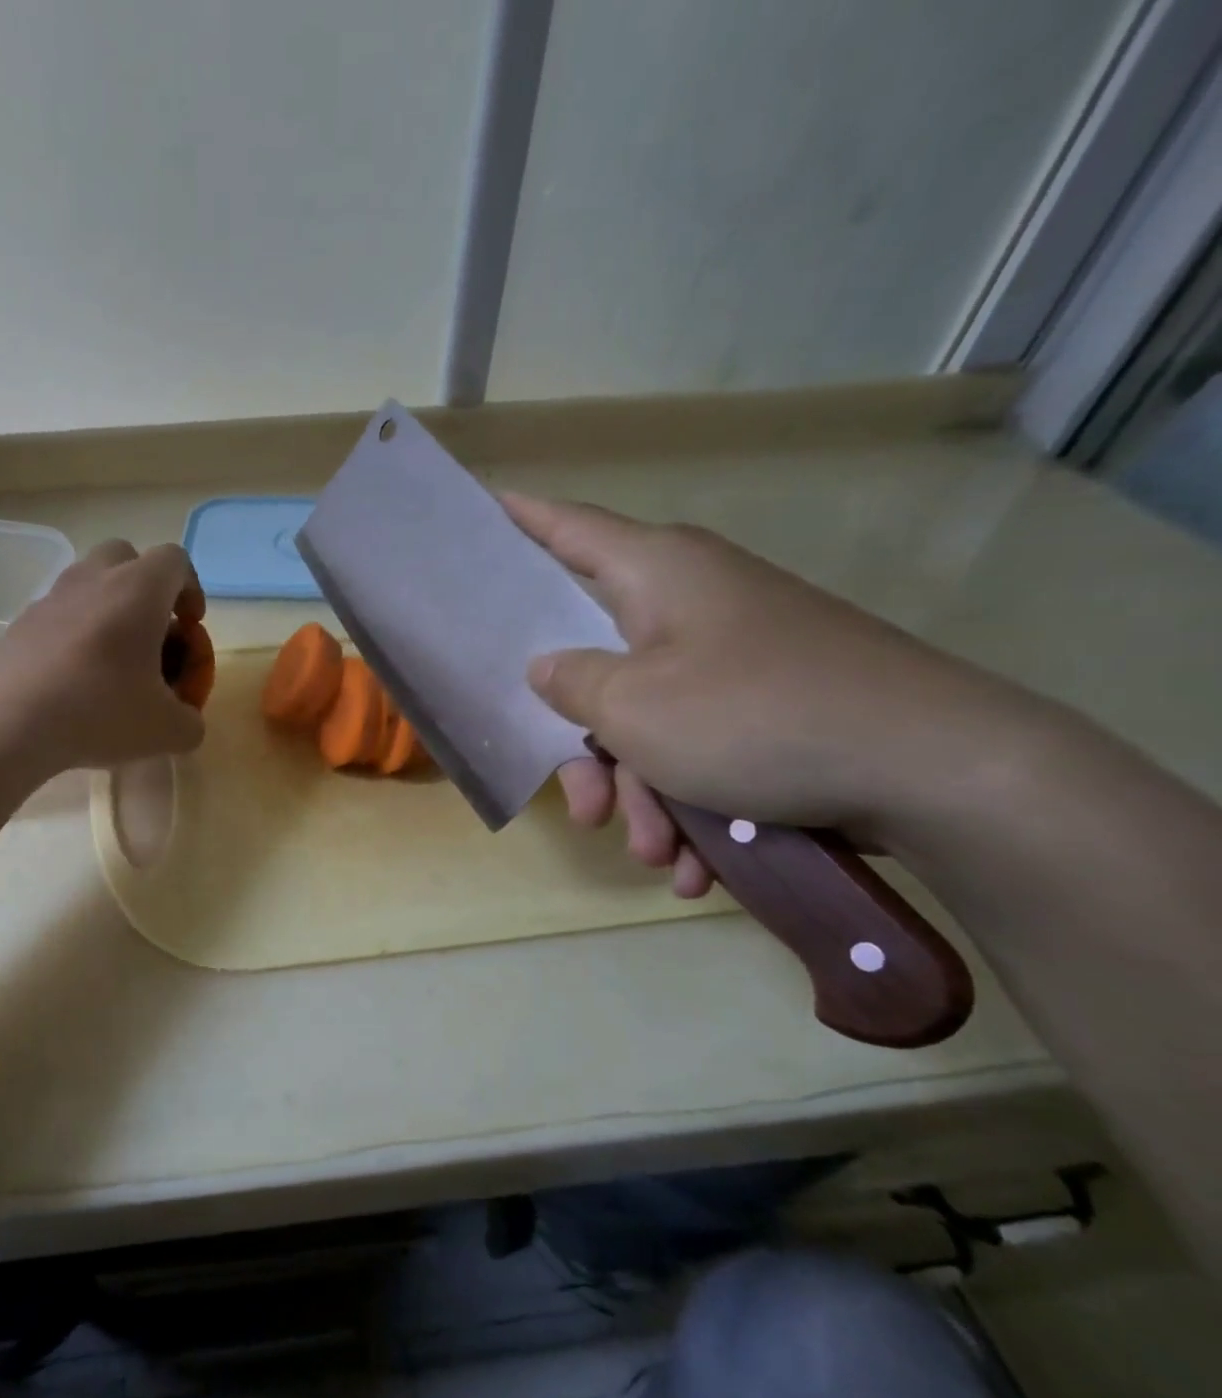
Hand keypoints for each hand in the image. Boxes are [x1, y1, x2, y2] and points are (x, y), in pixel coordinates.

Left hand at [0, 538, 207, 773]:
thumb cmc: (101, 712)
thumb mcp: (168, 732)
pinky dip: (73, 633)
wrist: (7, 723)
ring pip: (88, 582)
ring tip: (111, 660)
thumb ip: (190, 721)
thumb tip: (185, 720)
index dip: (191, 589)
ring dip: (107, 608)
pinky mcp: (19, 622)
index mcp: (139, 590)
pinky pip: (58, 613)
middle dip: (145, 587)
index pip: (175, 560)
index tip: (190, 626)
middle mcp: (94, 579)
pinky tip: (72, 679)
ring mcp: (50, 597)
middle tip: (151, 632)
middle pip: (126, 556)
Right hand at [503, 493, 1034, 895]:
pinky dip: (692, 803)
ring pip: (649, 721)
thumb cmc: (755, 717)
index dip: (522, 518)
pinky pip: (702, 746)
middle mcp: (691, 602)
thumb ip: (571, 683)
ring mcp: (734, 655)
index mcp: (655, 574)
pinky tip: (699, 864)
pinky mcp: (771, 703)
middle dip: (587, 749)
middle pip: (599, 662)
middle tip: (584, 808)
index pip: (568, 527)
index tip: (485, 507)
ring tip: (658, 854)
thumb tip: (549, 668)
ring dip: (642, 795)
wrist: (939, 770)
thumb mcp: (634, 708)